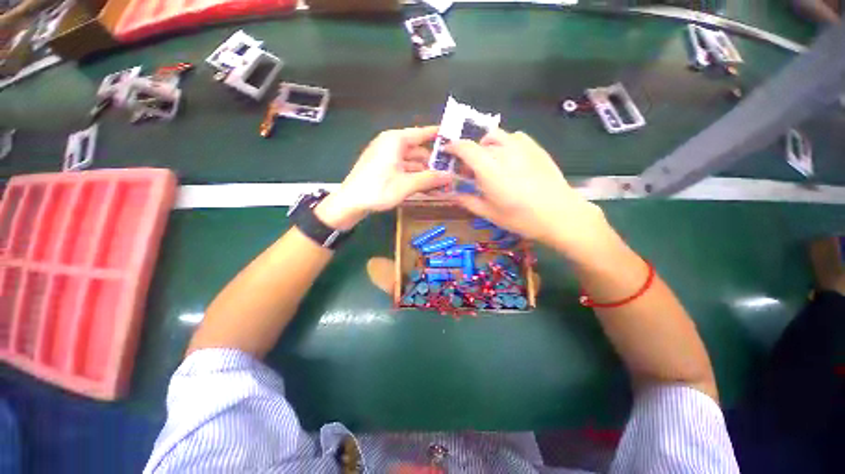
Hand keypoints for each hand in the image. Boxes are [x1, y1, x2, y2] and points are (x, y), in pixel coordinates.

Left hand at [316, 126, 451, 229]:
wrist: (349, 203)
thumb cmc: (377, 189)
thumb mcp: (406, 185)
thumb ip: (429, 179)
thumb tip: (450, 176)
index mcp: (395, 140)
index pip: (422, 133)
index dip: (438, 135)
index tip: (453, 138)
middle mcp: (391, 145)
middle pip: (418, 150)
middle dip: (434, 163)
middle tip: (450, 173)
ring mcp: (386, 157)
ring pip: (412, 163)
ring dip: (425, 173)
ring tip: (442, 185)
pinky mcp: (383, 169)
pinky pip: (404, 170)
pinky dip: (415, 177)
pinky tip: (426, 188)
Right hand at [445, 129, 608, 253]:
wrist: (560, 215)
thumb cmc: (521, 218)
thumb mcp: (490, 214)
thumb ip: (468, 201)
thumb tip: (454, 194)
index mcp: (490, 170)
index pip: (466, 148)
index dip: (453, 146)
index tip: (448, 152)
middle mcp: (504, 153)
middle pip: (479, 142)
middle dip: (469, 152)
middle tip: (469, 168)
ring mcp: (522, 148)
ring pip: (497, 135)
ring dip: (486, 144)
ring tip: (488, 160)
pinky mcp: (536, 148)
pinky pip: (515, 136)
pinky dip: (505, 142)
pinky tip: (508, 157)